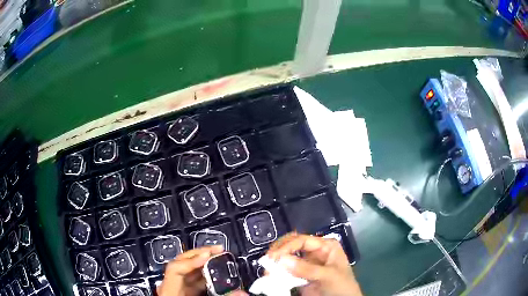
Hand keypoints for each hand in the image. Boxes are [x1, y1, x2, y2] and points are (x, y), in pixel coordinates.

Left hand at [157, 246, 222, 295]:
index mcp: (168, 290)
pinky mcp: (181, 292)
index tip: (209, 255)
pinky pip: (192, 281)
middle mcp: (169, 286)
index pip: (175, 268)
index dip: (192, 260)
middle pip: (181, 263)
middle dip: (199, 254)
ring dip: (203, 263)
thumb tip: (241, 292)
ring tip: (219, 257)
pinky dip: (203, 276)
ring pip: (187, 271)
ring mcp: (174, 288)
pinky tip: (215, 274)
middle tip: (218, 249)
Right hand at [266, 233, 362, 295]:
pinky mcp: (300, 276)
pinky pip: (286, 272)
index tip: (273, 257)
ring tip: (267, 271)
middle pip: (292, 245)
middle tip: (267, 261)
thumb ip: (306, 268)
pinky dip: (277, 274)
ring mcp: (306, 264)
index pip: (301, 240)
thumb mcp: (328, 276)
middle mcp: (314, 252)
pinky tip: (271, 277)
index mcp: (325, 246)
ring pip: (287, 258)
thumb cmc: (342, 286)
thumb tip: (281, 259)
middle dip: (279, 251)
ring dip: (276, 263)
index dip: (286, 246)